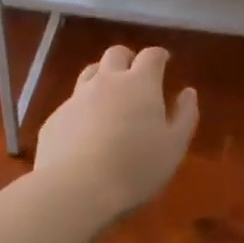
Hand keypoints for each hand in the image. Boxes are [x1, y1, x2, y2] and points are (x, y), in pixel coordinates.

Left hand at [36, 46, 198, 215]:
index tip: (165, 62)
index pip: (151, 55)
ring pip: (90, 73)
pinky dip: (82, 108)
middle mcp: (107, 82)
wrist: (75, 188)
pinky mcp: (55, 119)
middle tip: (136, 76)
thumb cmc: (136, 167)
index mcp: (140, 84)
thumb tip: (188, 92)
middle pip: (116, 54)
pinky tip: (85, 131)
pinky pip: (71, 104)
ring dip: (102, 77)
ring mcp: (76, 98)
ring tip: (110, 97)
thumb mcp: (174, 146)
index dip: (159, 56)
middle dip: (128, 59)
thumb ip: (185, 115)